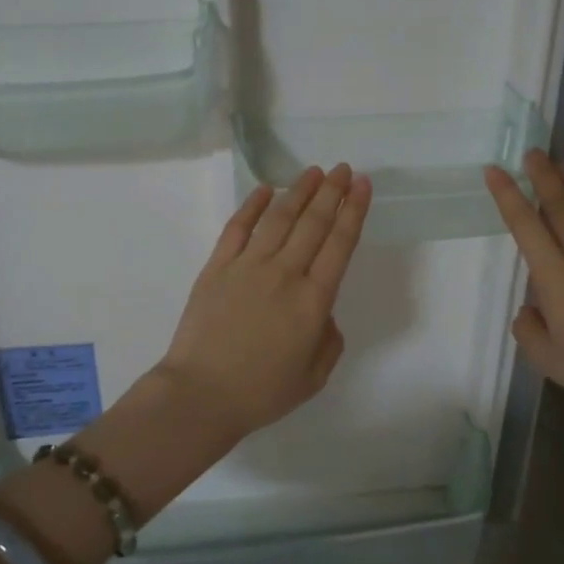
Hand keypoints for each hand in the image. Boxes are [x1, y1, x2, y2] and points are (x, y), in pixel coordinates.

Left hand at [154, 164, 371, 444]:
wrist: (201, 394)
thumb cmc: (261, 392)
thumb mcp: (313, 377)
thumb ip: (329, 340)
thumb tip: (323, 313)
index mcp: (313, 301)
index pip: (340, 244)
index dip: (354, 210)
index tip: (362, 185)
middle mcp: (284, 273)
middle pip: (313, 223)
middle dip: (332, 192)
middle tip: (343, 168)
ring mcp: (247, 266)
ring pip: (278, 217)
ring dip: (298, 191)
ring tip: (313, 172)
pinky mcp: (217, 267)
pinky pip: (237, 227)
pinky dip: (252, 205)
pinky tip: (265, 189)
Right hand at [485, 150, 563, 444]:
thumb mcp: (547, 359)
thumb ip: (528, 329)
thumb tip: (531, 308)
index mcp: (555, 277)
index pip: (525, 225)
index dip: (507, 195)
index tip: (495, 170)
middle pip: (560, 205)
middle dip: (543, 175)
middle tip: (532, 152)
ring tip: (563, 163)